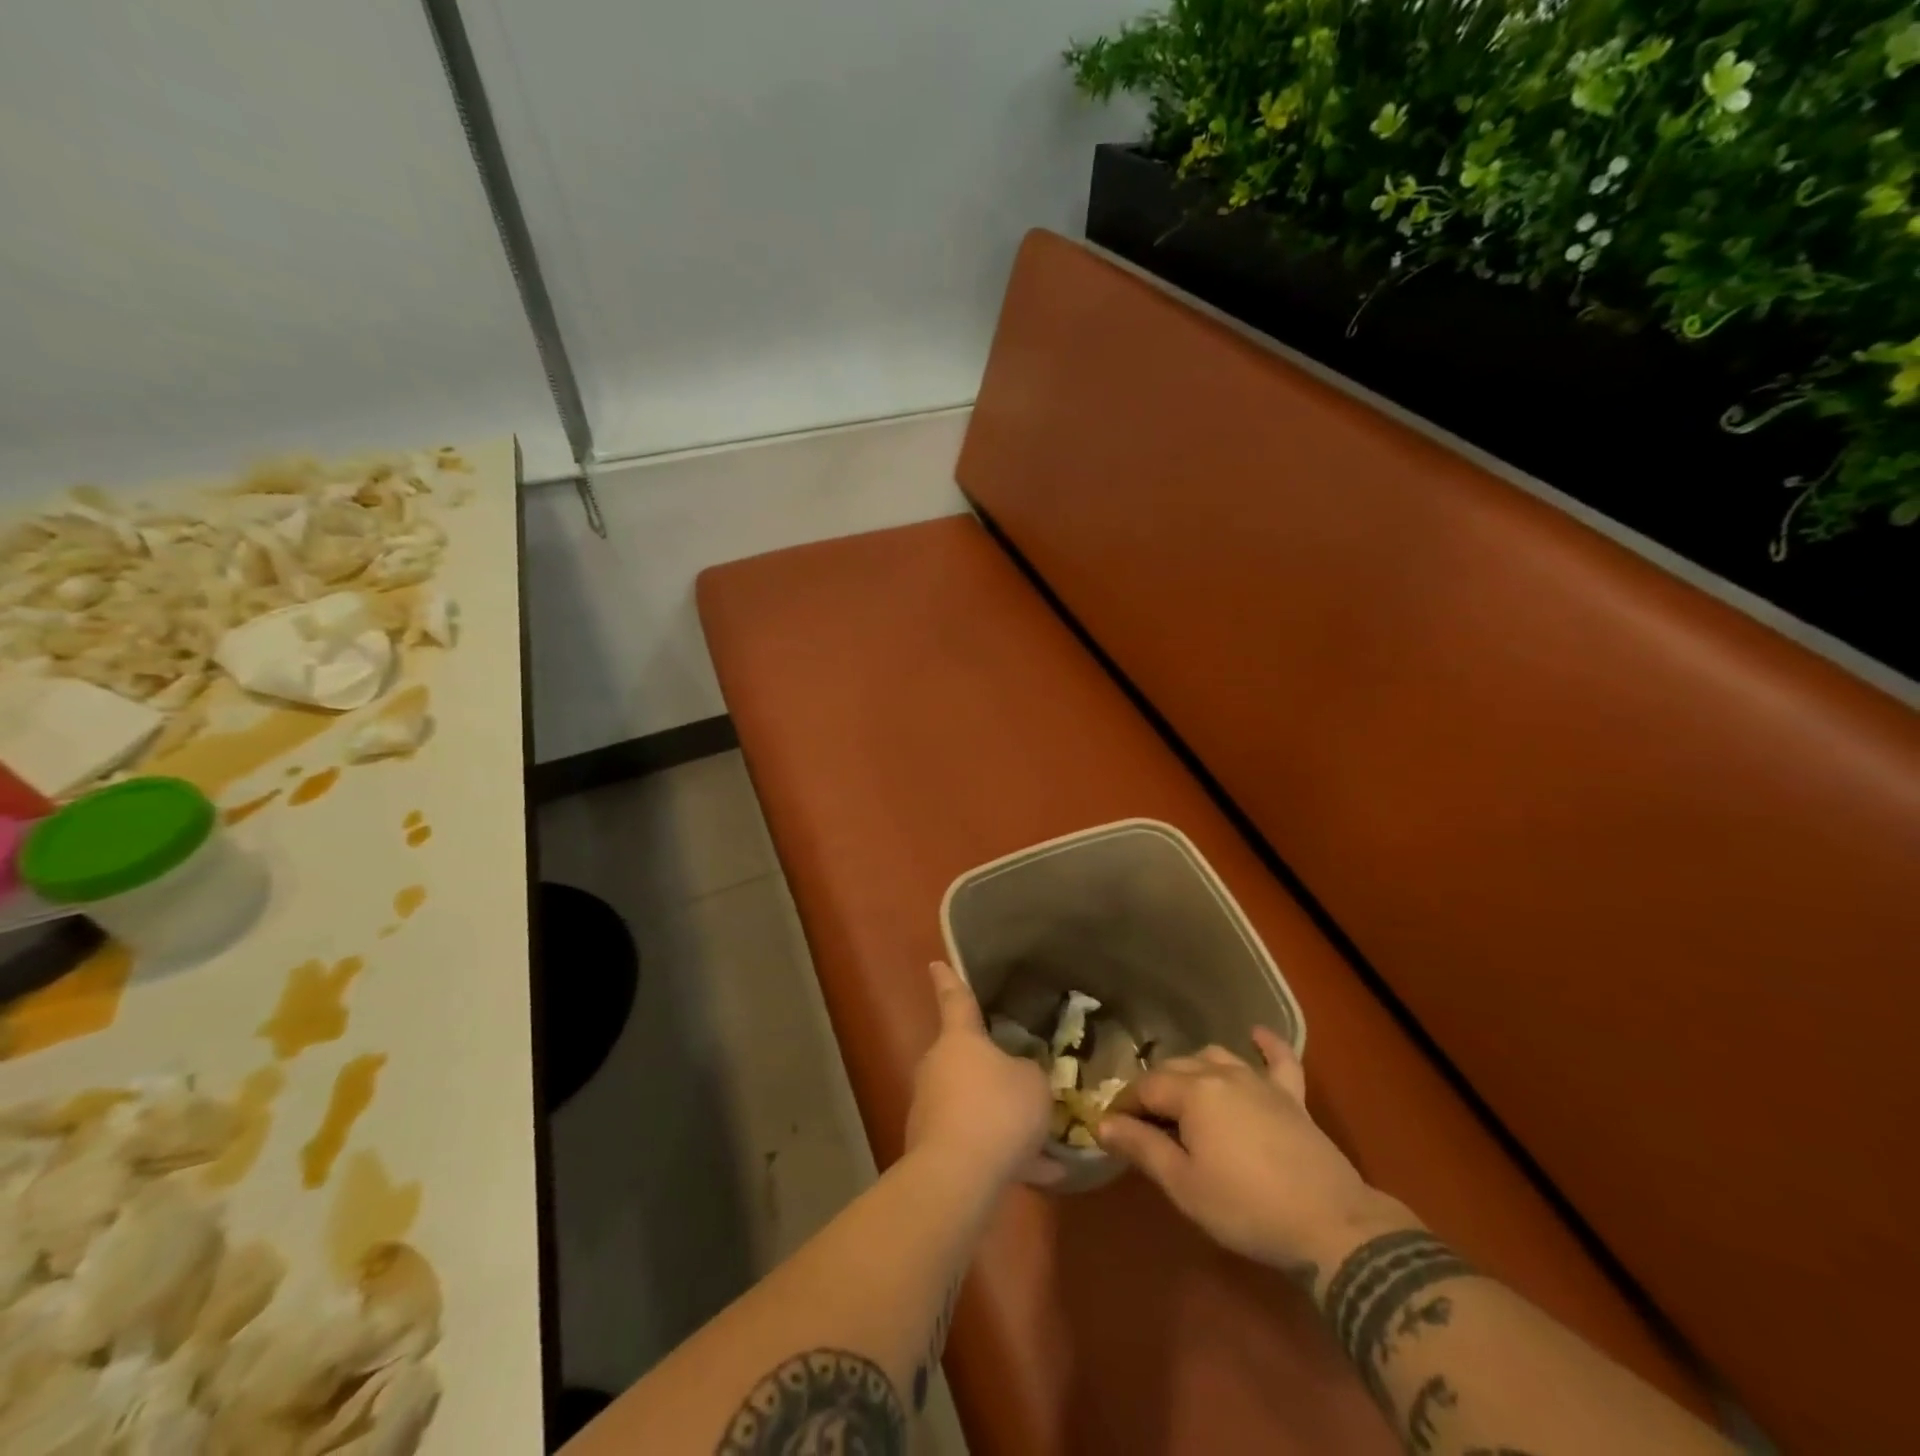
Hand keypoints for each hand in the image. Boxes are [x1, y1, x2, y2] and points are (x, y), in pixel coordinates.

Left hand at [906, 962, 1060, 1186]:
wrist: (958, 1176)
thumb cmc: (998, 1110)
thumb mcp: (1033, 1083)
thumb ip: (1029, 1072)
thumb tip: (1019, 1076)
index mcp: (960, 1039)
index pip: (955, 999)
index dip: (949, 979)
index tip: (936, 963)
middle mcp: (938, 1067)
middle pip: (966, 1059)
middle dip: (991, 1069)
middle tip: (1022, 1078)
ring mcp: (932, 1109)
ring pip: (975, 1106)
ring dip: (1004, 1120)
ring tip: (1047, 1142)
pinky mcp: (934, 1149)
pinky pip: (978, 1144)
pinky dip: (1006, 1156)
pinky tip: (1046, 1175)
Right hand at [1097, 1028, 1405, 1276]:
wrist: (1330, 1224)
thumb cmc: (1246, 1208)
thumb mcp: (1183, 1185)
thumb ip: (1142, 1147)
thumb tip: (1103, 1122)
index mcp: (1192, 1093)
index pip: (1144, 1087)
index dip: (1124, 1104)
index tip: (1112, 1127)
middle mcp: (1221, 1074)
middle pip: (1175, 1068)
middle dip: (1153, 1089)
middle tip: (1144, 1121)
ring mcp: (1259, 1081)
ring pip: (1215, 1057)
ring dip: (1192, 1070)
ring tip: (1183, 1093)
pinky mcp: (1292, 1097)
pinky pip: (1279, 1059)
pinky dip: (1265, 1044)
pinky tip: (1256, 1034)